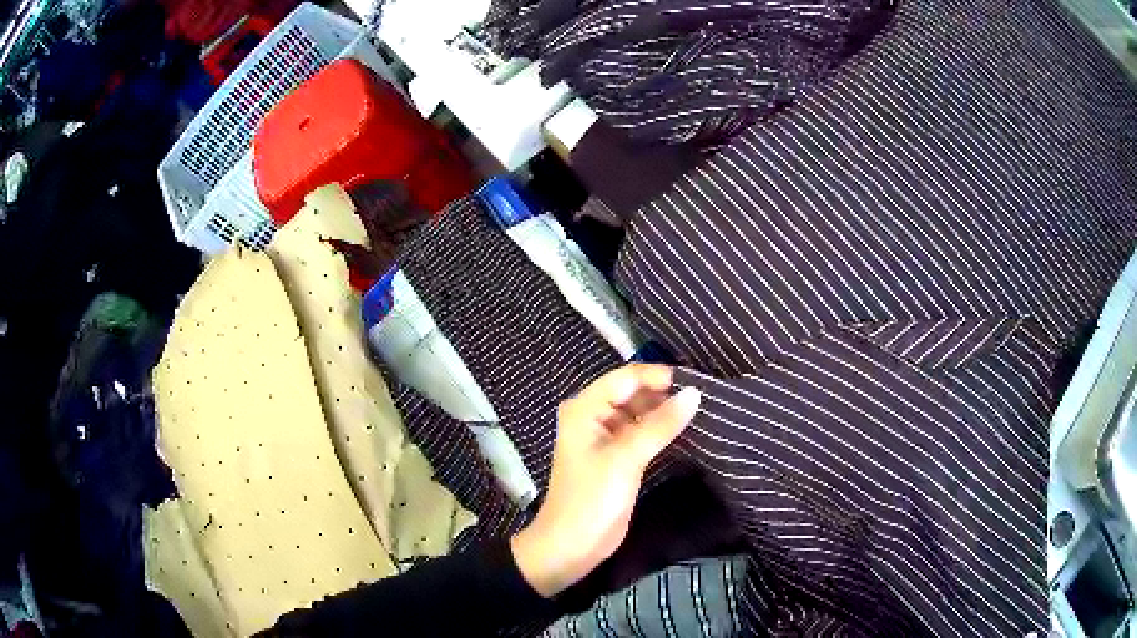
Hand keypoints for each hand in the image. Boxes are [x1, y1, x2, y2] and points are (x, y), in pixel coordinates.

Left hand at [510, 364, 700, 597]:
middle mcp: (593, 416)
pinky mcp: (617, 458)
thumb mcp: (626, 459)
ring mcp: (605, 438)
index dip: (659, 376)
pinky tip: (685, 430)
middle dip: (664, 393)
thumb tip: (694, 393)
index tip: (697, 382)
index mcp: (585, 409)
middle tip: (704, 396)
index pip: (626, 378)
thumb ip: (660, 425)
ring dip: (664, 412)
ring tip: (701, 410)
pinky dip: (660, 431)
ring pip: (639, 413)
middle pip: (633, 392)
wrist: (571, 547)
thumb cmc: (591, 499)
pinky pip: (641, 433)